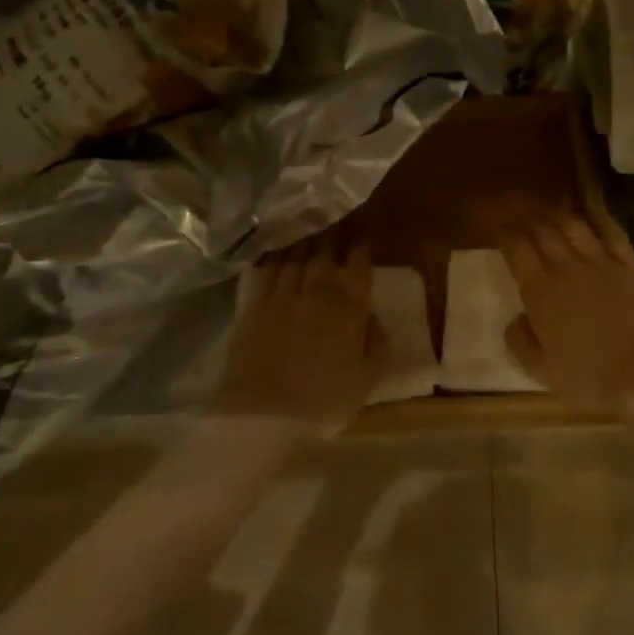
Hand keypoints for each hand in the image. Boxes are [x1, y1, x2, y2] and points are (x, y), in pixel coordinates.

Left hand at [212, 235, 385, 433]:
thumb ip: (378, 343)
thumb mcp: (368, 379)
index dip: (362, 246)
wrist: (265, 416)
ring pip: (298, 254)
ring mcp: (284, 293)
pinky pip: (268, 268)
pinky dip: (276, 253)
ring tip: (310, 224)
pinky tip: (278, 245)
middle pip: (327, 251)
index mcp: (350, 307)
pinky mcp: (255, 302)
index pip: (359, 263)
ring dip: (306, 237)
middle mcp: (319, 290)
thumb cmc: (324, 402)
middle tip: (337, 218)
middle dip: (335, 232)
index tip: (363, 235)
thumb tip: (373, 316)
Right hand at [500, 211, 633, 416]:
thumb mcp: (542, 371)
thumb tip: (514, 320)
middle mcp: (566, 268)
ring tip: (551, 212)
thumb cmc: (590, 379)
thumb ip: (521, 342)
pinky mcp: (630, 265)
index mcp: (540, 292)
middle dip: (529, 219)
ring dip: (559, 215)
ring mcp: (601, 263)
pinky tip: (594, 215)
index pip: (517, 249)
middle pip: (543, 230)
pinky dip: (599, 219)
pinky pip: (612, 233)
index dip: (505, 234)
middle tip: (522, 214)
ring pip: (574, 226)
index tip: (499, 229)